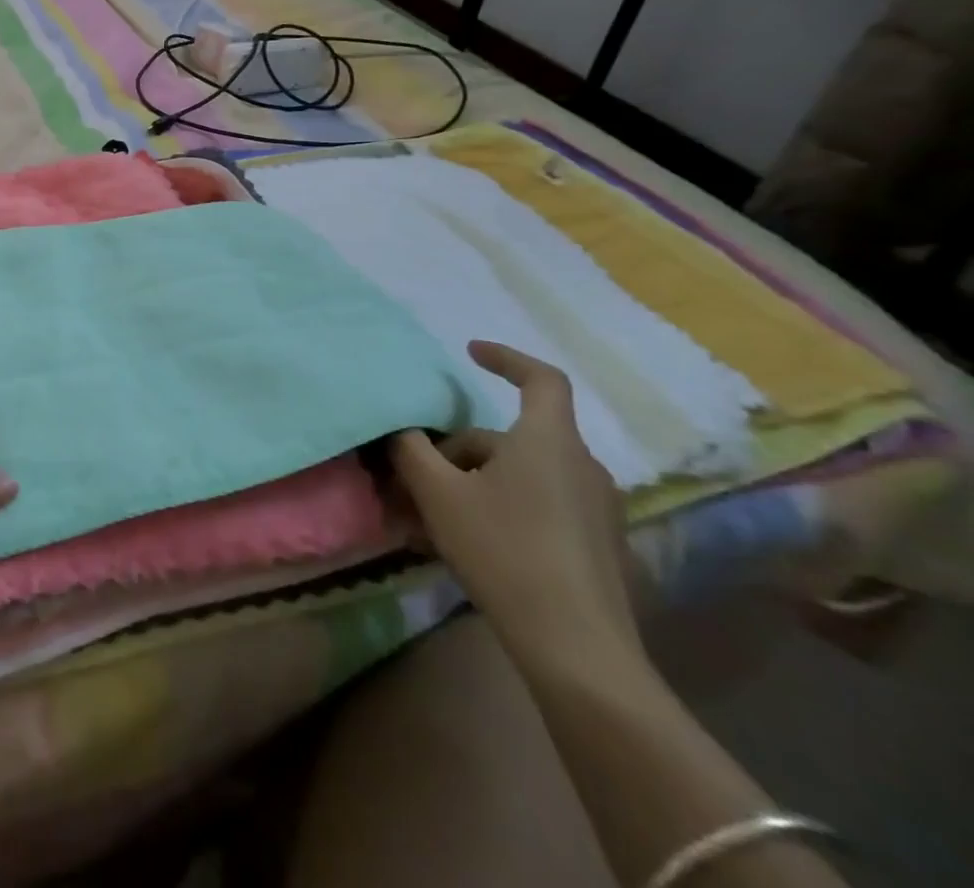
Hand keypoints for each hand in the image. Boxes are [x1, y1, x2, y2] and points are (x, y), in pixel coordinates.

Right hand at [391, 342, 639, 667]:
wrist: (577, 648)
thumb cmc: (504, 550)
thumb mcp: (439, 494)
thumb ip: (412, 450)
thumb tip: (403, 430)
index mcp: (549, 441)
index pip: (541, 379)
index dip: (506, 358)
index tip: (471, 352)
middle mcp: (581, 466)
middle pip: (509, 438)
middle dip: (459, 451)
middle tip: (417, 478)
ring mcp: (596, 509)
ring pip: (521, 476)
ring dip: (474, 484)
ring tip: (432, 518)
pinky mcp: (598, 546)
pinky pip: (539, 507)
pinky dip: (500, 510)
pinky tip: (468, 545)